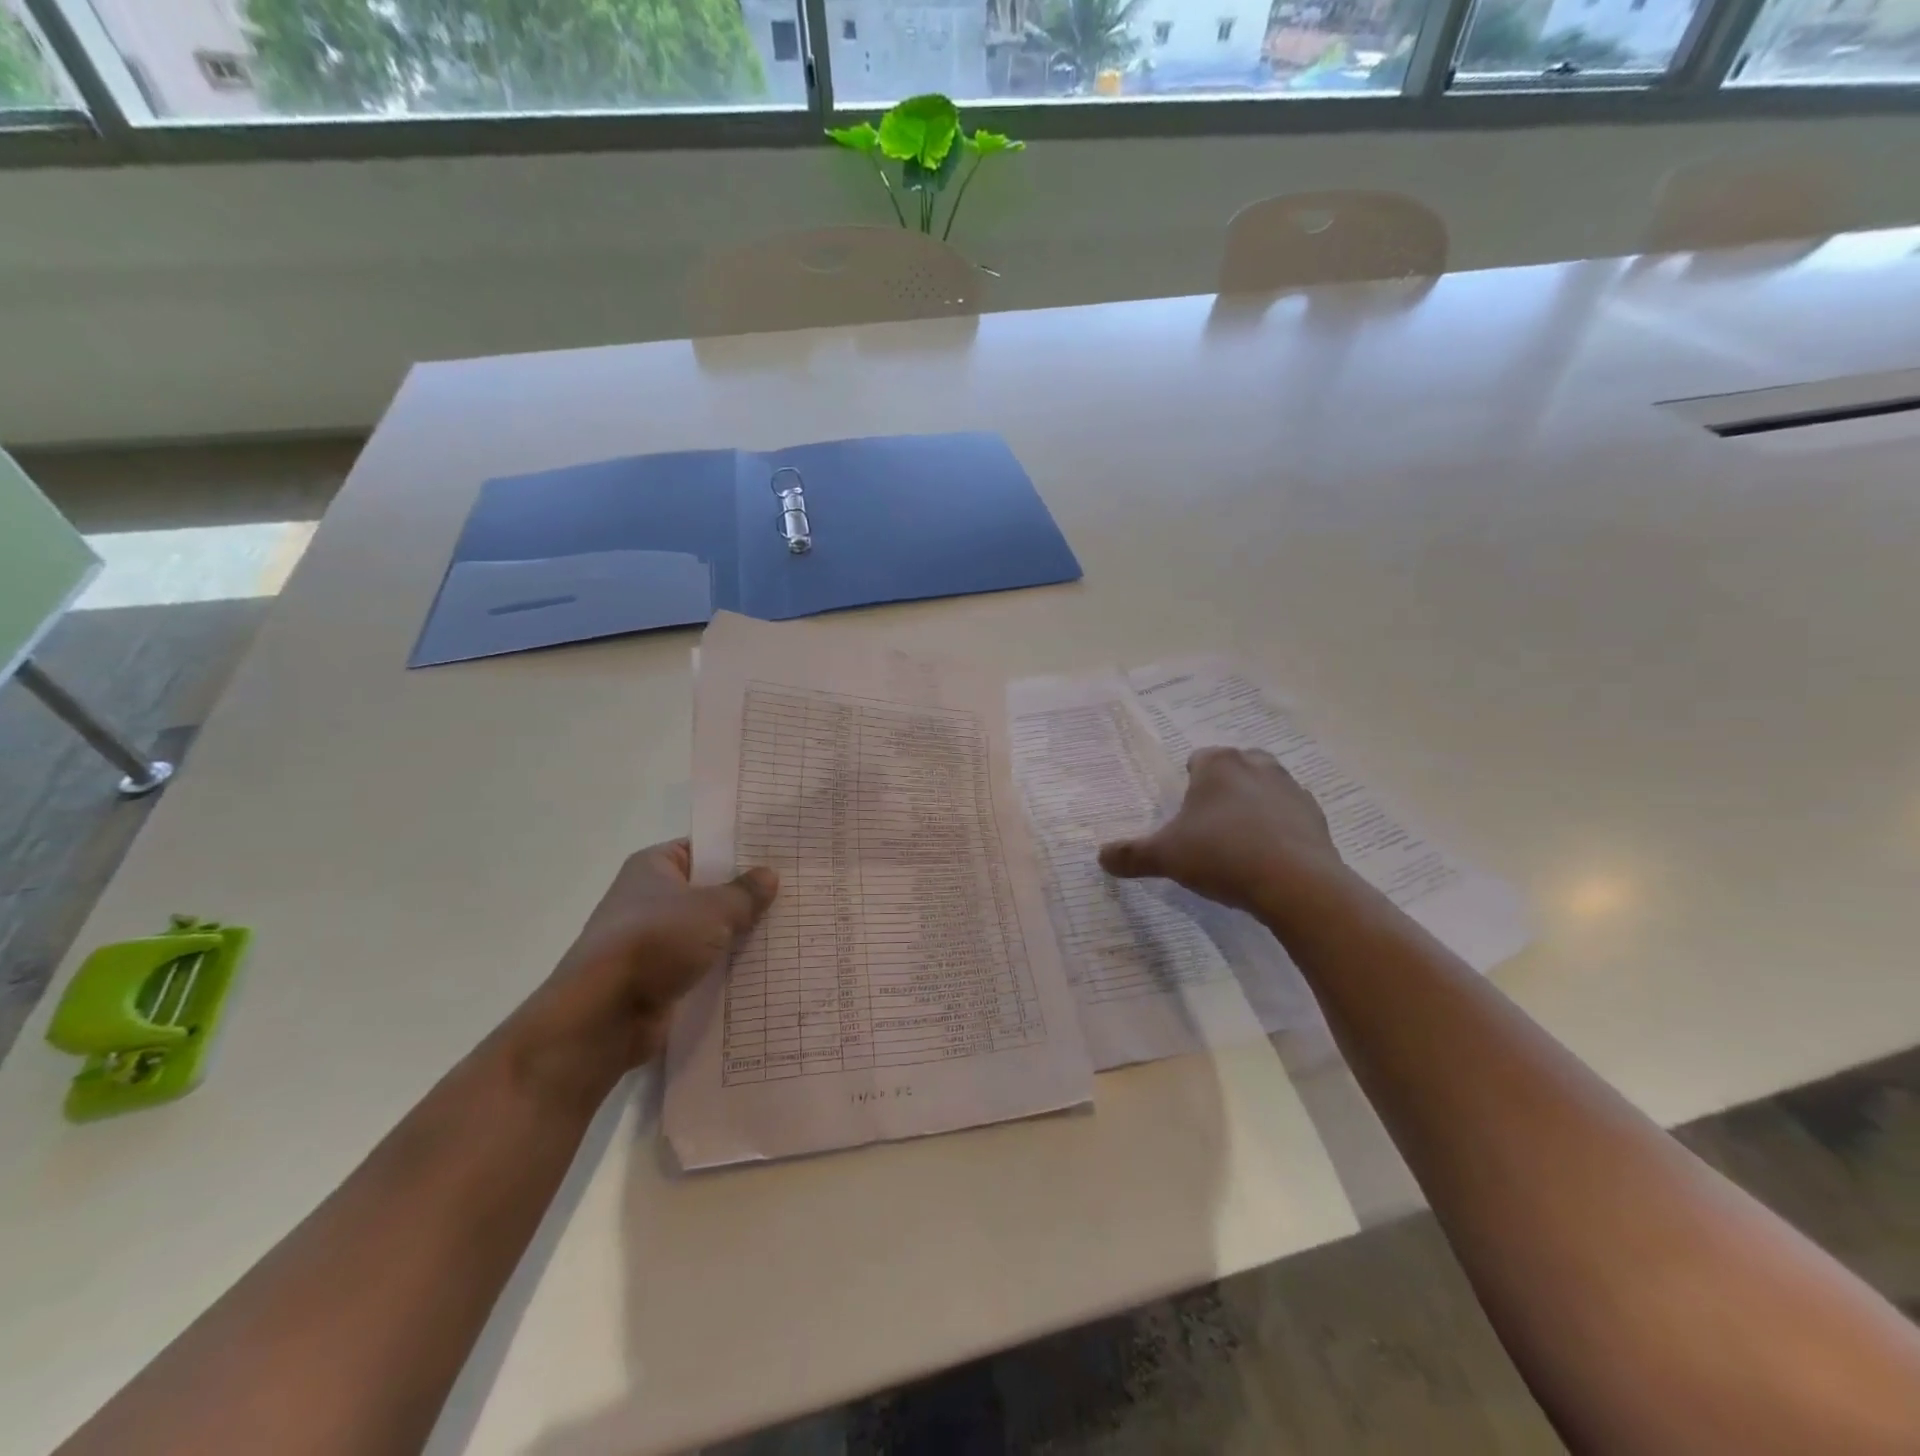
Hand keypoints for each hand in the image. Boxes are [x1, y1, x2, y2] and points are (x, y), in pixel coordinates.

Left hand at [505, 840, 777, 1097]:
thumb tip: (769, 875)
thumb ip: (745, 893)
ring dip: (738, 936)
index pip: (703, 848)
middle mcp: (649, 899)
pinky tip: (765, 969)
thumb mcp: (713, 909)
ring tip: (790, 931)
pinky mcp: (658, 979)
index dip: (739, 852)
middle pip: (708, 891)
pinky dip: (725, 969)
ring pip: (707, 932)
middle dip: (745, 897)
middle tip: (795, 894)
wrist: (603, 1015)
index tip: (779, 855)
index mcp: (654, 866)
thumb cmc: (656, 941)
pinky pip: (701, 966)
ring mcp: (652, 941)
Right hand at [1098, 747, 1349, 917]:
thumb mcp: (1165, 857)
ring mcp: (1292, 789)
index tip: (1183, 812)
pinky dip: (1279, 830)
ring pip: (1265, 789)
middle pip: (1234, 768)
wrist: (1296, 884)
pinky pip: (1290, 816)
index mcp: (1218, 764)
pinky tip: (1268, 859)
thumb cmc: (1221, 855)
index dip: (1188, 782)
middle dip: (1222, 789)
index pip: (1198, 759)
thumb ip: (1131, 854)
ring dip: (1253, 807)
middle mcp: (1257, 765)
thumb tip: (1100, 857)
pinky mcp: (1317, 817)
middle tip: (1208, 824)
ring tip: (1239, 843)